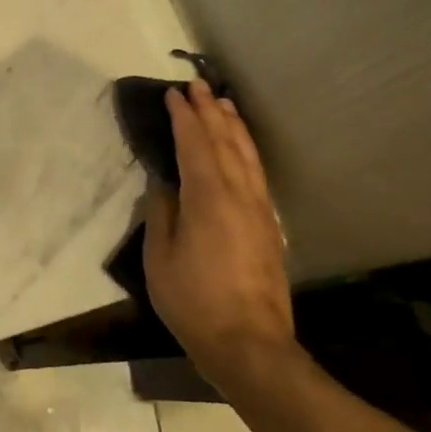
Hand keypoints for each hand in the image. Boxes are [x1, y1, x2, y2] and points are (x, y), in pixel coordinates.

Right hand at [144, 79, 296, 386]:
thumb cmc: (194, 301)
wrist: (250, 345)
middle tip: (199, 86)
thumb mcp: (160, 256)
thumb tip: (165, 181)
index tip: (173, 93)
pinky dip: (248, 151)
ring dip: (234, 127)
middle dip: (211, 111)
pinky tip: (243, 149)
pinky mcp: (270, 227)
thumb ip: (162, 212)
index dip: (184, 117)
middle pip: (225, 142)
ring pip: (247, 156)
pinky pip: (257, 174)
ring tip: (225, 104)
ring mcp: (259, 210)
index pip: (194, 144)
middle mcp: (238, 195)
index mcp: (208, 197)